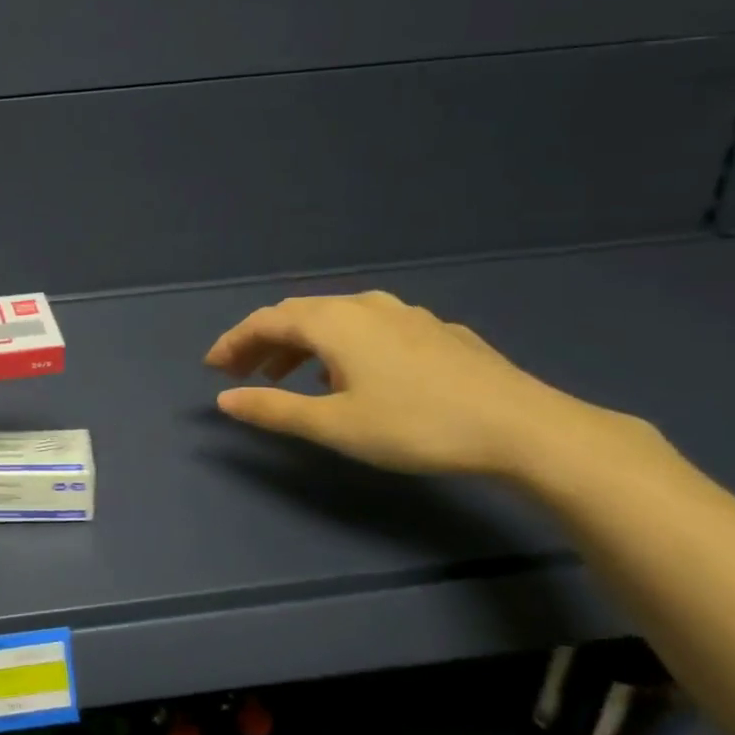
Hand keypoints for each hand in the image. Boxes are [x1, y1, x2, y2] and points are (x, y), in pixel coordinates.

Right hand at [204, 291, 595, 476]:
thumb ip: (273, 410)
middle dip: (262, 341)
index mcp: (334, 323)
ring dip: (300, 344)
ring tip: (286, 375)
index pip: (266, 321)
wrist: (522, 427)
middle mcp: (365, 307)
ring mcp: (405, 315)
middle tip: (242, 373)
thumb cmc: (415, 425)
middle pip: (298, 314)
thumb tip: (224, 400)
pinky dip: (338, 345)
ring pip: (335, 319)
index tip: (212, 368)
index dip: (233, 342)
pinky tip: (349, 374)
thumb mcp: (334, 425)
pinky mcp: (434, 332)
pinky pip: (367, 328)